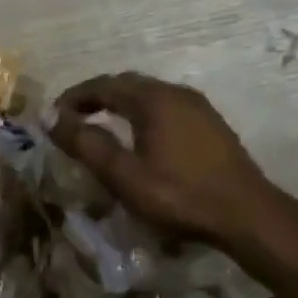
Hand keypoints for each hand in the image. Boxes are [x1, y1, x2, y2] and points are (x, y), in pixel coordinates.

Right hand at [49, 72, 279, 249]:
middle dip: (96, 96)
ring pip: (148, 93)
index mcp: (152, 99)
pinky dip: (142, 112)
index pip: (103, 85)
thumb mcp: (124, 175)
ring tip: (101, 125)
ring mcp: (197, 106)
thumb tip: (50, 117)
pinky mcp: (210, 123)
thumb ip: (86, 144)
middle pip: (126, 83)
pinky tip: (140, 136)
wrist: (247, 214)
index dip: (74, 97)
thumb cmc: (180, 195)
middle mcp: (175, 92)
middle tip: (73, 118)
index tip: (54, 115)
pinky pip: (166, 105)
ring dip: (120, 103)